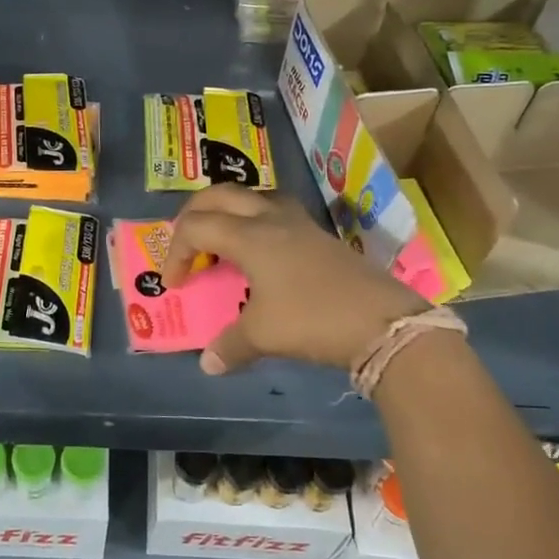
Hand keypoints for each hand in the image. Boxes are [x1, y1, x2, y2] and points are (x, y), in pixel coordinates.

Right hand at [164, 185, 428, 375]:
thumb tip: (208, 363)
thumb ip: (230, 345)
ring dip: (227, 210)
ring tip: (221, 240)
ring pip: (252, 195)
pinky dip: (255, 220)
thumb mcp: (264, 336)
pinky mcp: (318, 233)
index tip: (176, 285)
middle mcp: (271, 217)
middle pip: (220, 195)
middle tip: (186, 244)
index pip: (197, 227)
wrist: (382, 321)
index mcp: (250, 236)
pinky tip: (261, 250)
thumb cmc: (313, 320)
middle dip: (194, 215)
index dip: (176, 252)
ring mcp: (299, 222)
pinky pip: (275, 209)